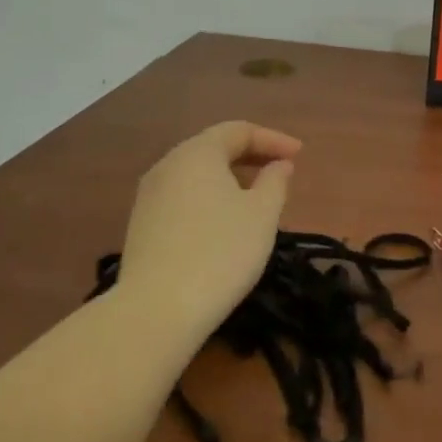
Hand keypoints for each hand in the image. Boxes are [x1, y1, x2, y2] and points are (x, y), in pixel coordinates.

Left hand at [117, 121, 300, 338]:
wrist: (157, 310)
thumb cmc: (220, 252)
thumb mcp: (262, 214)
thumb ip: (275, 182)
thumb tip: (278, 165)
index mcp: (197, 153)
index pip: (239, 131)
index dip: (273, 139)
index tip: (299, 155)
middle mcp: (167, 165)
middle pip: (214, 148)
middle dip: (251, 155)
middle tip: (281, 170)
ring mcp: (149, 196)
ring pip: (196, 173)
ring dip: (230, 176)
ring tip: (257, 195)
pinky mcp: (141, 225)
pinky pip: (183, 196)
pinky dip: (210, 196)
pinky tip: (225, 221)